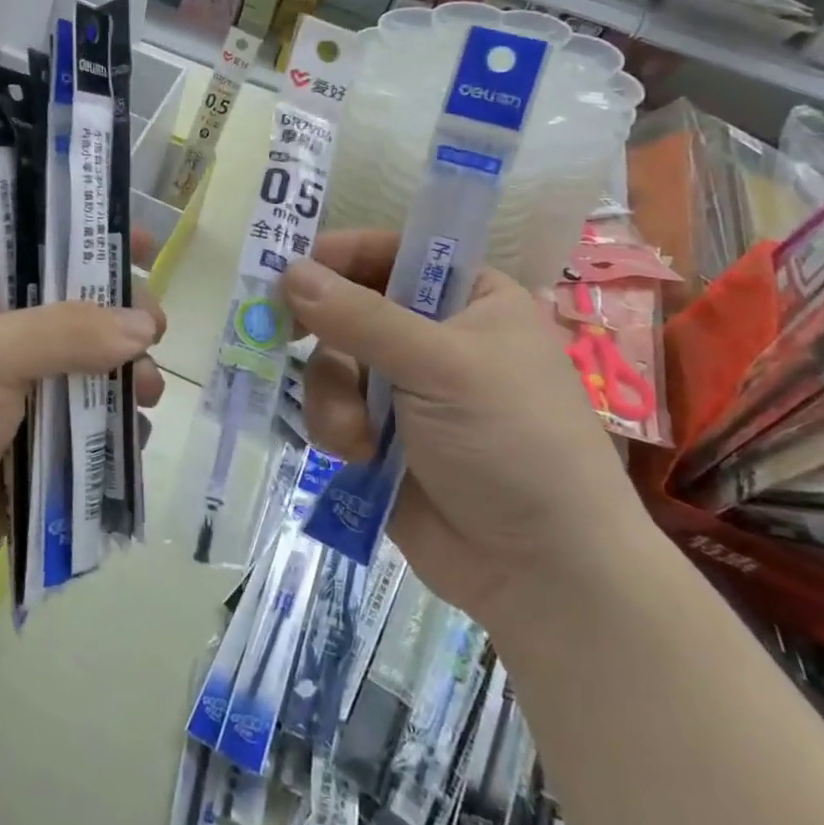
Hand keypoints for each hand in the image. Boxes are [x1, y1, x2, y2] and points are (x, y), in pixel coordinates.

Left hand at [0, 239, 166, 601]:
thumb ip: (68, 332)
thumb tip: (145, 328)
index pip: (53, 255)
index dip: (99, 246)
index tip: (151, 246)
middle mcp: (17, 341)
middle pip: (91, 315)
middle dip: (128, 322)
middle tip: (156, 335)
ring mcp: (34, 396)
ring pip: (103, 372)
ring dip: (133, 377)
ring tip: (146, 394)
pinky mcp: (49, 448)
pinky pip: (101, 427)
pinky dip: (123, 427)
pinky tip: (134, 434)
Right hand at [285, 231, 649, 627]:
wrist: (542, 572)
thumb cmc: (511, 441)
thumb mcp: (439, 366)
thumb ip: (360, 316)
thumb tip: (289, 270)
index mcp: (468, 299)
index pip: (393, 252)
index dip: (341, 256)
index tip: (290, 267)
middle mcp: (433, 336)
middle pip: (350, 307)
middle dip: (326, 333)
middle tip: (281, 331)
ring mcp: (404, 388)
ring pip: (332, 362)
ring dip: (332, 394)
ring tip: (355, 435)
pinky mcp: (380, 436)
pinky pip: (331, 408)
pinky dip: (335, 428)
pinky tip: (358, 455)